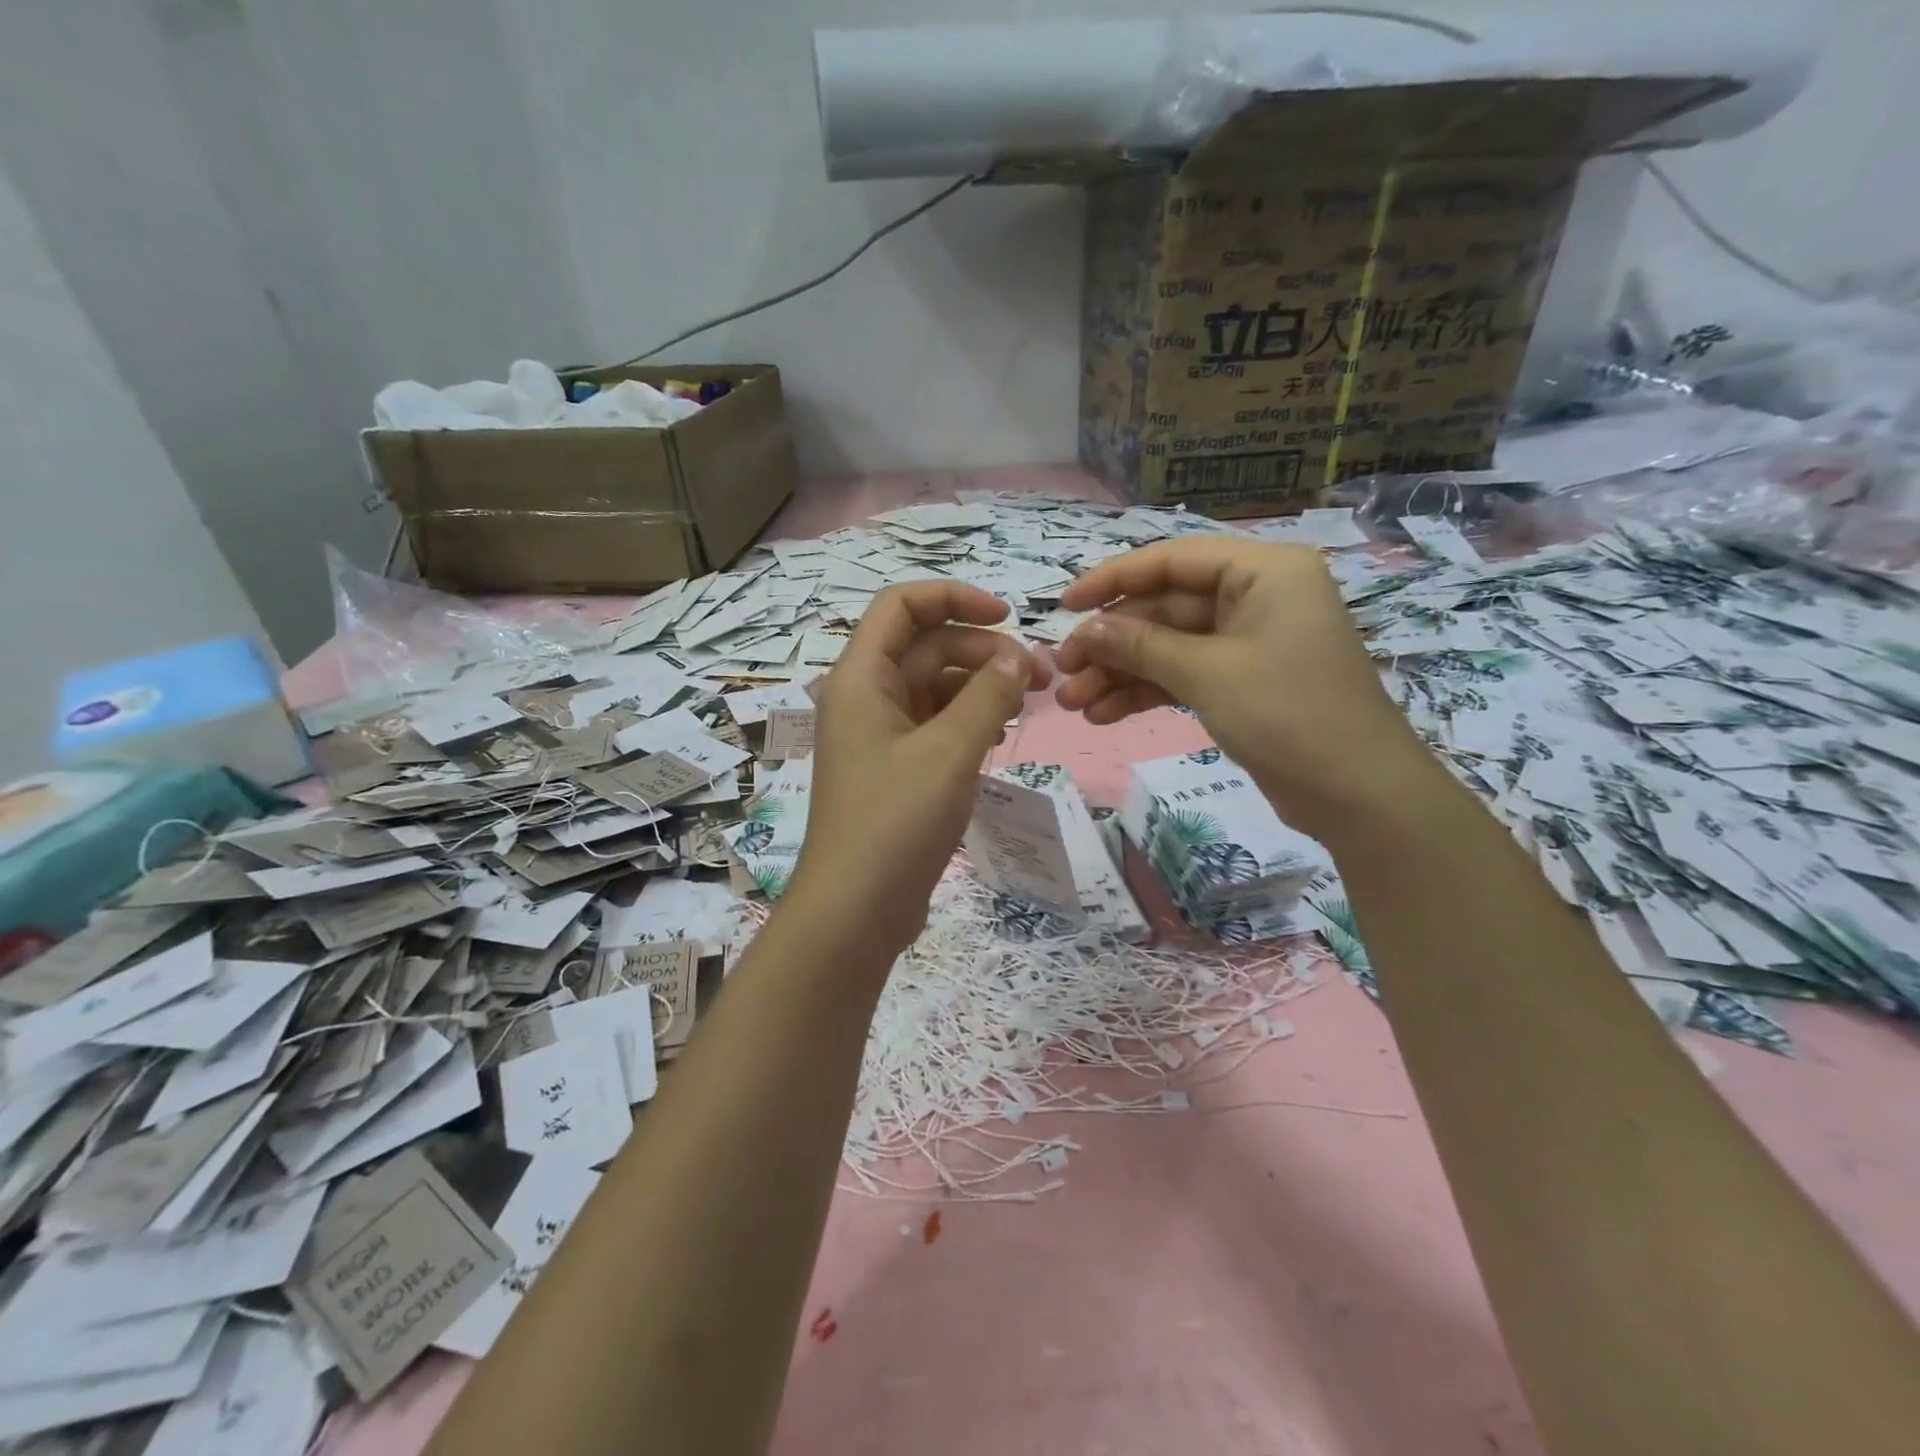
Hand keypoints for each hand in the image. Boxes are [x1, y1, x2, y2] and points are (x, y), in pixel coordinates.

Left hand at [789, 582, 1048, 949]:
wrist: (855, 911)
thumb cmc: (895, 822)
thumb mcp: (950, 752)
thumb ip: (987, 696)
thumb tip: (1015, 657)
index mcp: (862, 678)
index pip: (901, 606)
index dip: (954, 597)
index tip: (1008, 616)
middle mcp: (866, 697)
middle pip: (927, 646)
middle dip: (983, 651)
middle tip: (1039, 678)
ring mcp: (880, 734)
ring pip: (935, 687)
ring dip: (981, 686)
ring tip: (1028, 704)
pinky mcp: (896, 768)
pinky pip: (935, 724)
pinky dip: (969, 719)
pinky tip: (1001, 733)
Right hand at [1054, 539, 1429, 837]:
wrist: (1357, 794)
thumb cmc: (1288, 713)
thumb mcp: (1207, 673)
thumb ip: (1141, 645)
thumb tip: (1087, 630)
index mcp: (1262, 571)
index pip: (1172, 560)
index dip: (1113, 580)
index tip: (1065, 606)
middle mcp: (1256, 597)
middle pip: (1165, 607)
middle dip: (1112, 642)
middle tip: (1062, 671)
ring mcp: (1248, 642)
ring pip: (1168, 646)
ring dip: (1120, 672)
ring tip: (1073, 703)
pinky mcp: (1242, 682)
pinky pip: (1183, 675)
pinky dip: (1146, 692)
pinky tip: (1104, 714)